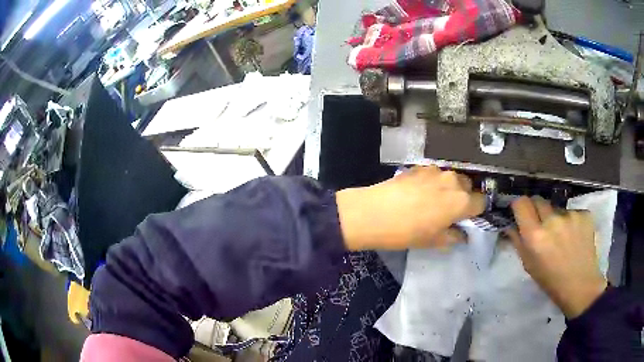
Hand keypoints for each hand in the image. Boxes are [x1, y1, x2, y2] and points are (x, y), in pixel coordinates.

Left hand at [336, 166, 484, 250]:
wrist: (374, 213)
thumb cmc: (408, 232)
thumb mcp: (434, 241)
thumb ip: (454, 236)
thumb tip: (463, 235)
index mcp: (462, 201)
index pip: (482, 202)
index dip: (476, 211)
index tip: (467, 218)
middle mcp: (453, 181)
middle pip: (469, 187)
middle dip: (464, 197)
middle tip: (449, 211)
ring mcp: (436, 171)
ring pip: (452, 178)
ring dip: (450, 188)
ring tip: (433, 200)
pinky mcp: (420, 166)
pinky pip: (436, 174)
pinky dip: (434, 182)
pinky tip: (419, 192)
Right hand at [508, 196, 606, 318]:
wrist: (581, 286)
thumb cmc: (551, 281)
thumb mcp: (529, 265)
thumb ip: (518, 242)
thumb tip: (510, 225)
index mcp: (535, 235)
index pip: (521, 203)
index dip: (519, 206)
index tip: (521, 213)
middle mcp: (552, 220)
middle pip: (539, 200)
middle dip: (537, 210)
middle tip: (541, 225)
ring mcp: (570, 215)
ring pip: (557, 208)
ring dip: (556, 217)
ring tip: (562, 235)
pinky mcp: (584, 214)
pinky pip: (572, 212)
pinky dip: (571, 221)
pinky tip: (575, 236)